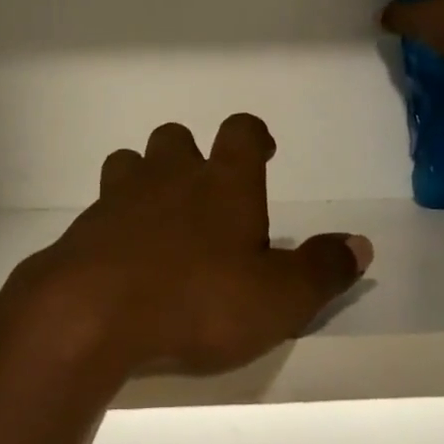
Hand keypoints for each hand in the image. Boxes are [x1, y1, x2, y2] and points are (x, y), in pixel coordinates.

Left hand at [0, 114, 372, 389]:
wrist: (93, 313)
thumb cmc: (198, 300)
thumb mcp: (279, 298)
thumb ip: (321, 270)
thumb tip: (360, 244)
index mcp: (223, 182)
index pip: (240, 131)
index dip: (253, 135)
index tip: (262, 150)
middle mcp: (170, 176)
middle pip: (176, 138)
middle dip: (191, 156)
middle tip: (206, 193)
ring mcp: (120, 197)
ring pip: (131, 162)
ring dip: (146, 179)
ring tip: (160, 217)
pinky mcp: (84, 227)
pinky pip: (101, 207)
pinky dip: (115, 221)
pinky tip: (124, 256)